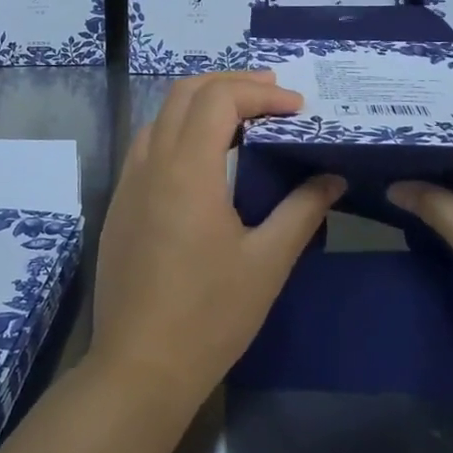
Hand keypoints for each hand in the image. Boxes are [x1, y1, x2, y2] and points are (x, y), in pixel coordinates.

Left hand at [90, 72, 344, 405]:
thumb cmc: (209, 316)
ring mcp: (129, 183)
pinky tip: (205, 156)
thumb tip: (332, 176)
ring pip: (161, 114)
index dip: (261, 94)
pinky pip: (148, 144)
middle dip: (232, 84)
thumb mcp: (267, 263)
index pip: (220, 99)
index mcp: (187, 170)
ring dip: (202, 102)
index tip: (298, 109)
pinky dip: (180, 128)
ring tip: (243, 115)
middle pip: (185, 93)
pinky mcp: (120, 205)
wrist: (139, 368)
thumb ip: (302, 210)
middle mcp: (151, 164)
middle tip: (273, 95)